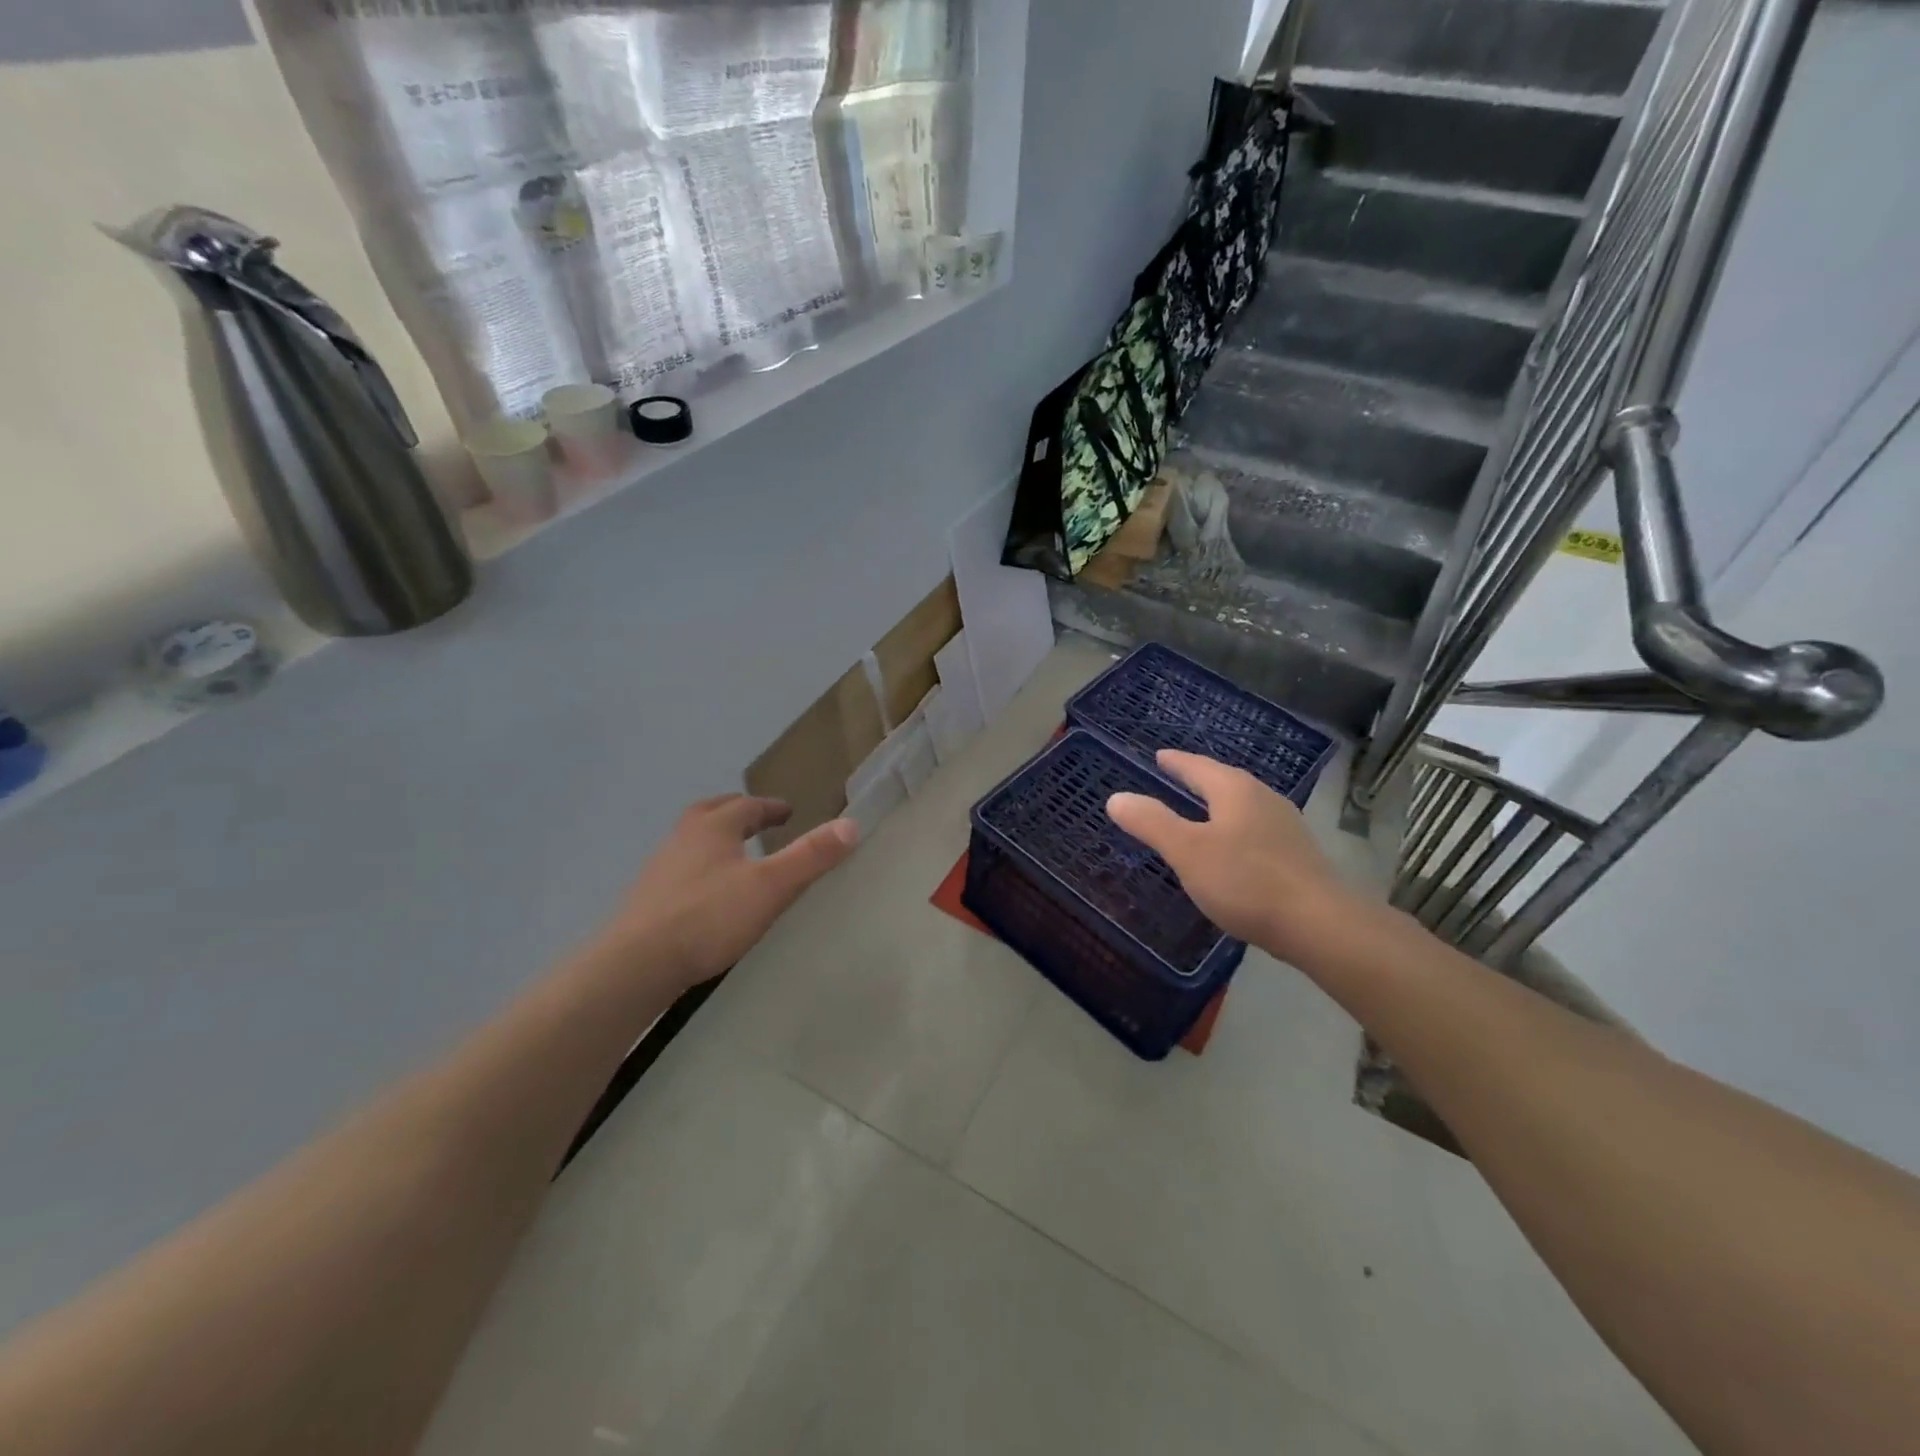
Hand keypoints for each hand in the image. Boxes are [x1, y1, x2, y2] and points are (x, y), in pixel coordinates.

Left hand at [597, 796, 858, 990]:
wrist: (636, 964)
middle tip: (756, 820)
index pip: (746, 806)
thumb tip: (851, 825)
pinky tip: (707, 894)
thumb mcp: (771, 886)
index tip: (787, 812)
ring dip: (714, 838)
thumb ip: (811, 856)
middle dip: (736, 812)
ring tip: (734, 855)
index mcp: (713, 827)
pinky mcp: (647, 899)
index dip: (770, 807)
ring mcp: (660, 868)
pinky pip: (680, 869)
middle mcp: (683, 838)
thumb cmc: (708, 917)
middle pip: (711, 813)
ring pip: (691, 840)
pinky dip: (699, 867)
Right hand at [1106, 750, 1360, 962]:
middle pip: (1223, 781)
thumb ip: (1151, 822)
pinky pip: (1255, 828)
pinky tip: (1231, 848)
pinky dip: (1234, 828)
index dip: (1175, 762)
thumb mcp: (1187, 852)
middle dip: (1198, 779)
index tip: (1158, 756)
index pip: (1197, 766)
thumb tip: (1116, 797)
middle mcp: (1263, 798)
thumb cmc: (1246, 881)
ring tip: (1199, 811)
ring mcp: (1285, 825)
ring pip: (1242, 805)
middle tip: (1174, 778)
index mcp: (1234, 790)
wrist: (1320, 924)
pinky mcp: (1297, 853)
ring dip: (1218, 804)